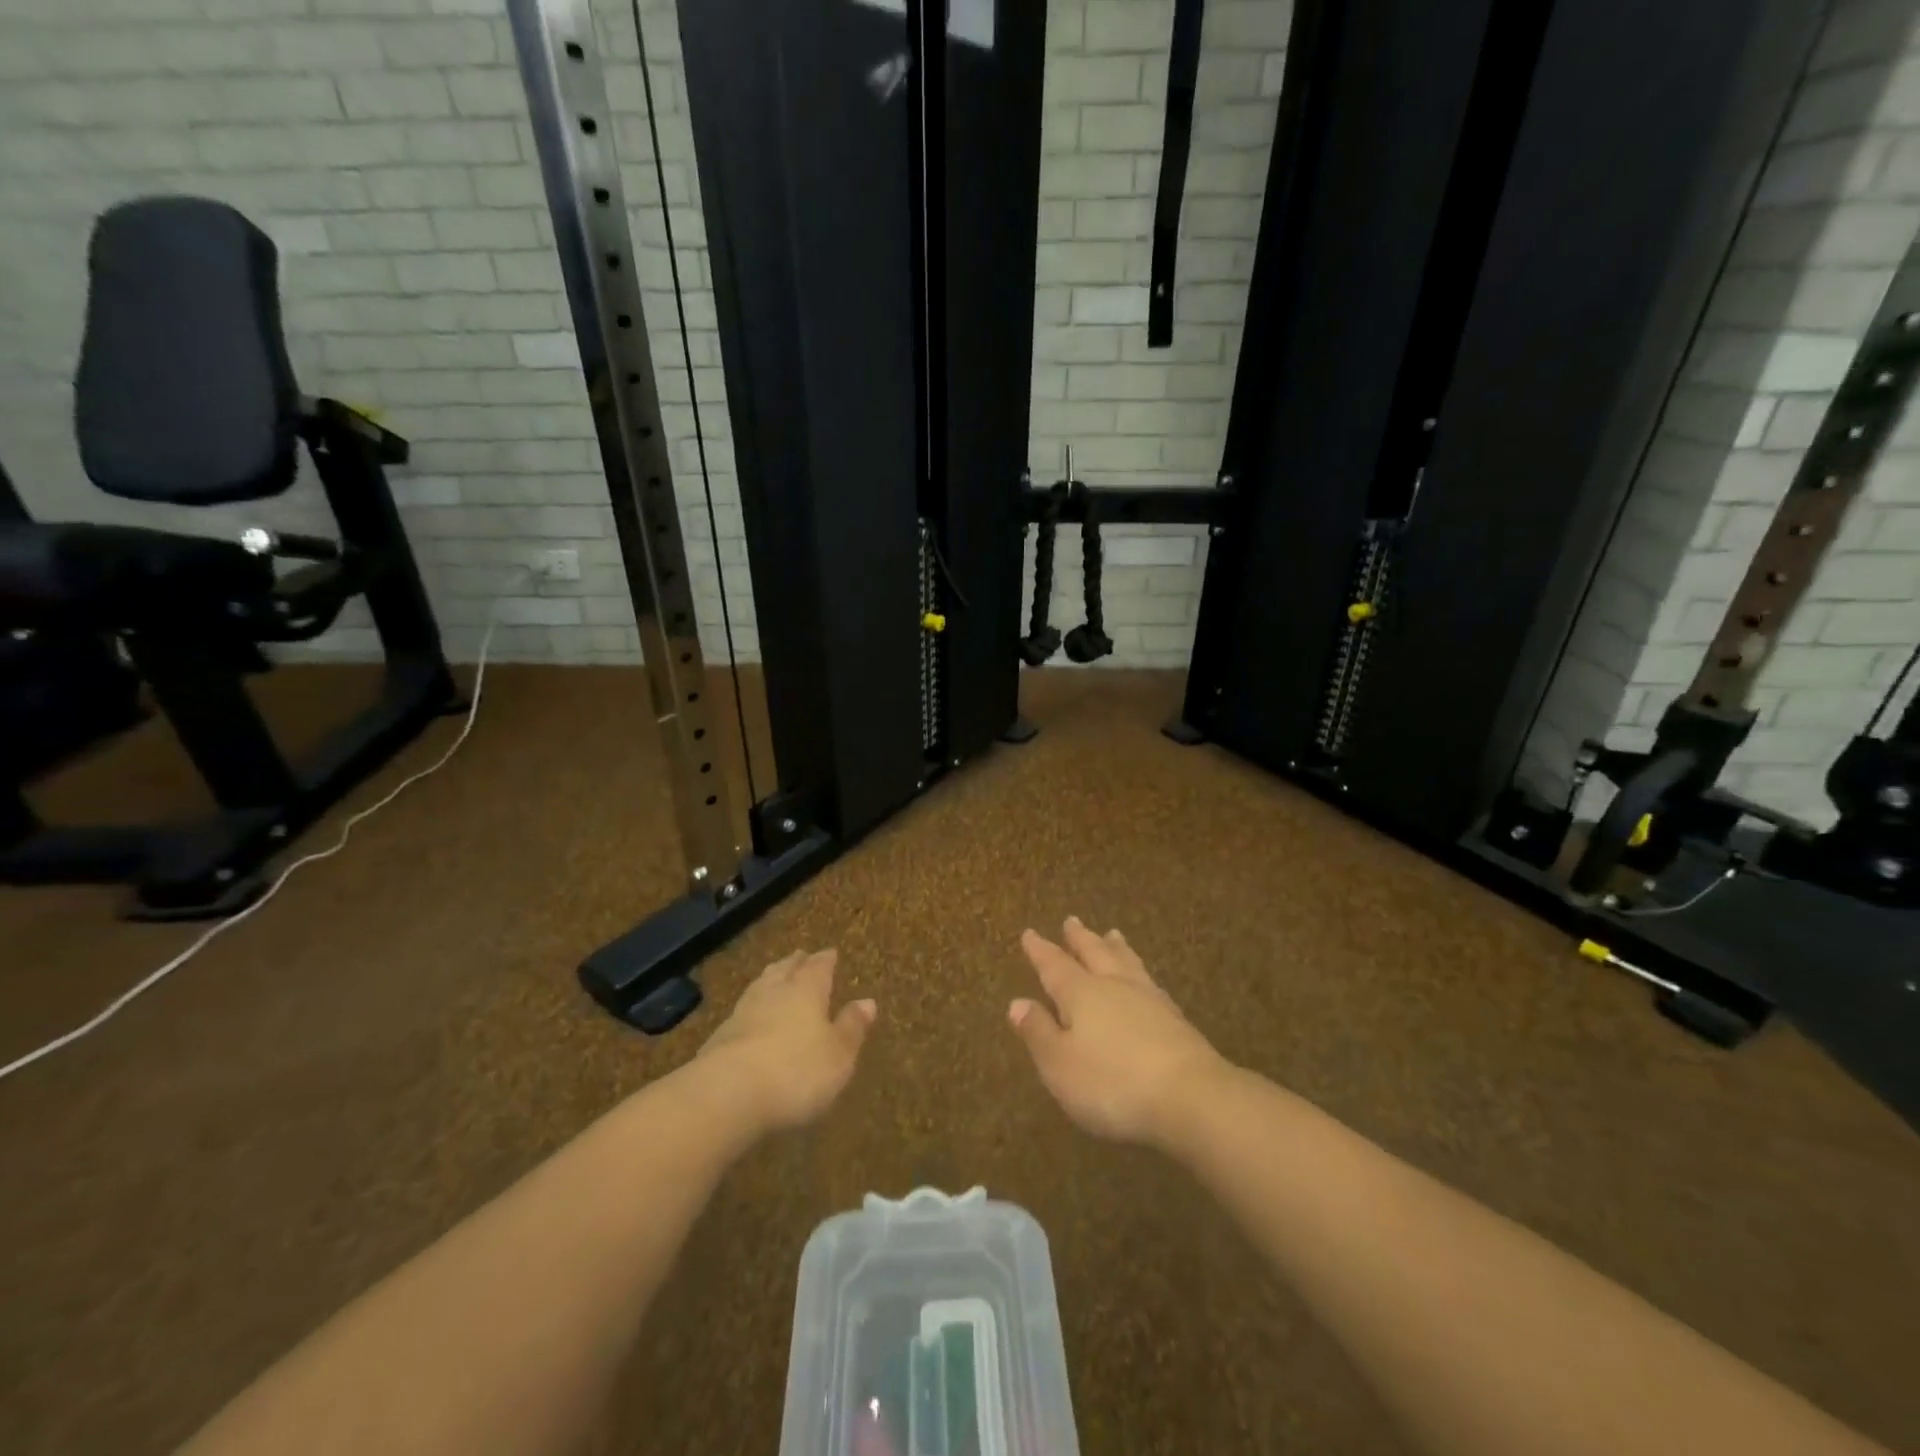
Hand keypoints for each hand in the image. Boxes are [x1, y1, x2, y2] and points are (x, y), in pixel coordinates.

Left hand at [698, 949, 875, 1132]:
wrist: (727, 1094)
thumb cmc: (796, 1071)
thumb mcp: (838, 1055)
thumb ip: (852, 1027)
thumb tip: (868, 1001)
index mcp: (807, 990)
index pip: (818, 966)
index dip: (826, 960)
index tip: (830, 952)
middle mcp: (774, 992)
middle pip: (785, 969)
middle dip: (795, 963)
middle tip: (801, 956)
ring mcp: (743, 1012)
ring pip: (760, 986)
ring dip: (770, 979)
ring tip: (776, 976)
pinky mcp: (719, 1038)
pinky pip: (742, 1012)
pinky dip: (751, 1008)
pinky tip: (751, 1016)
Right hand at [1010, 917, 1230, 1146]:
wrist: (1190, 1097)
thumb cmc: (1112, 1083)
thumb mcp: (1060, 1064)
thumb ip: (1039, 1032)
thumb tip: (1017, 1003)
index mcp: (1081, 994)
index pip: (1055, 966)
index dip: (1040, 951)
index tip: (1030, 933)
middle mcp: (1114, 986)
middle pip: (1094, 953)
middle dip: (1080, 938)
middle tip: (1072, 920)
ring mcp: (1149, 999)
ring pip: (1127, 962)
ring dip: (1115, 947)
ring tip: (1112, 933)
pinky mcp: (1176, 1019)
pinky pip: (1150, 982)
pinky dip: (1140, 972)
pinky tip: (1144, 979)